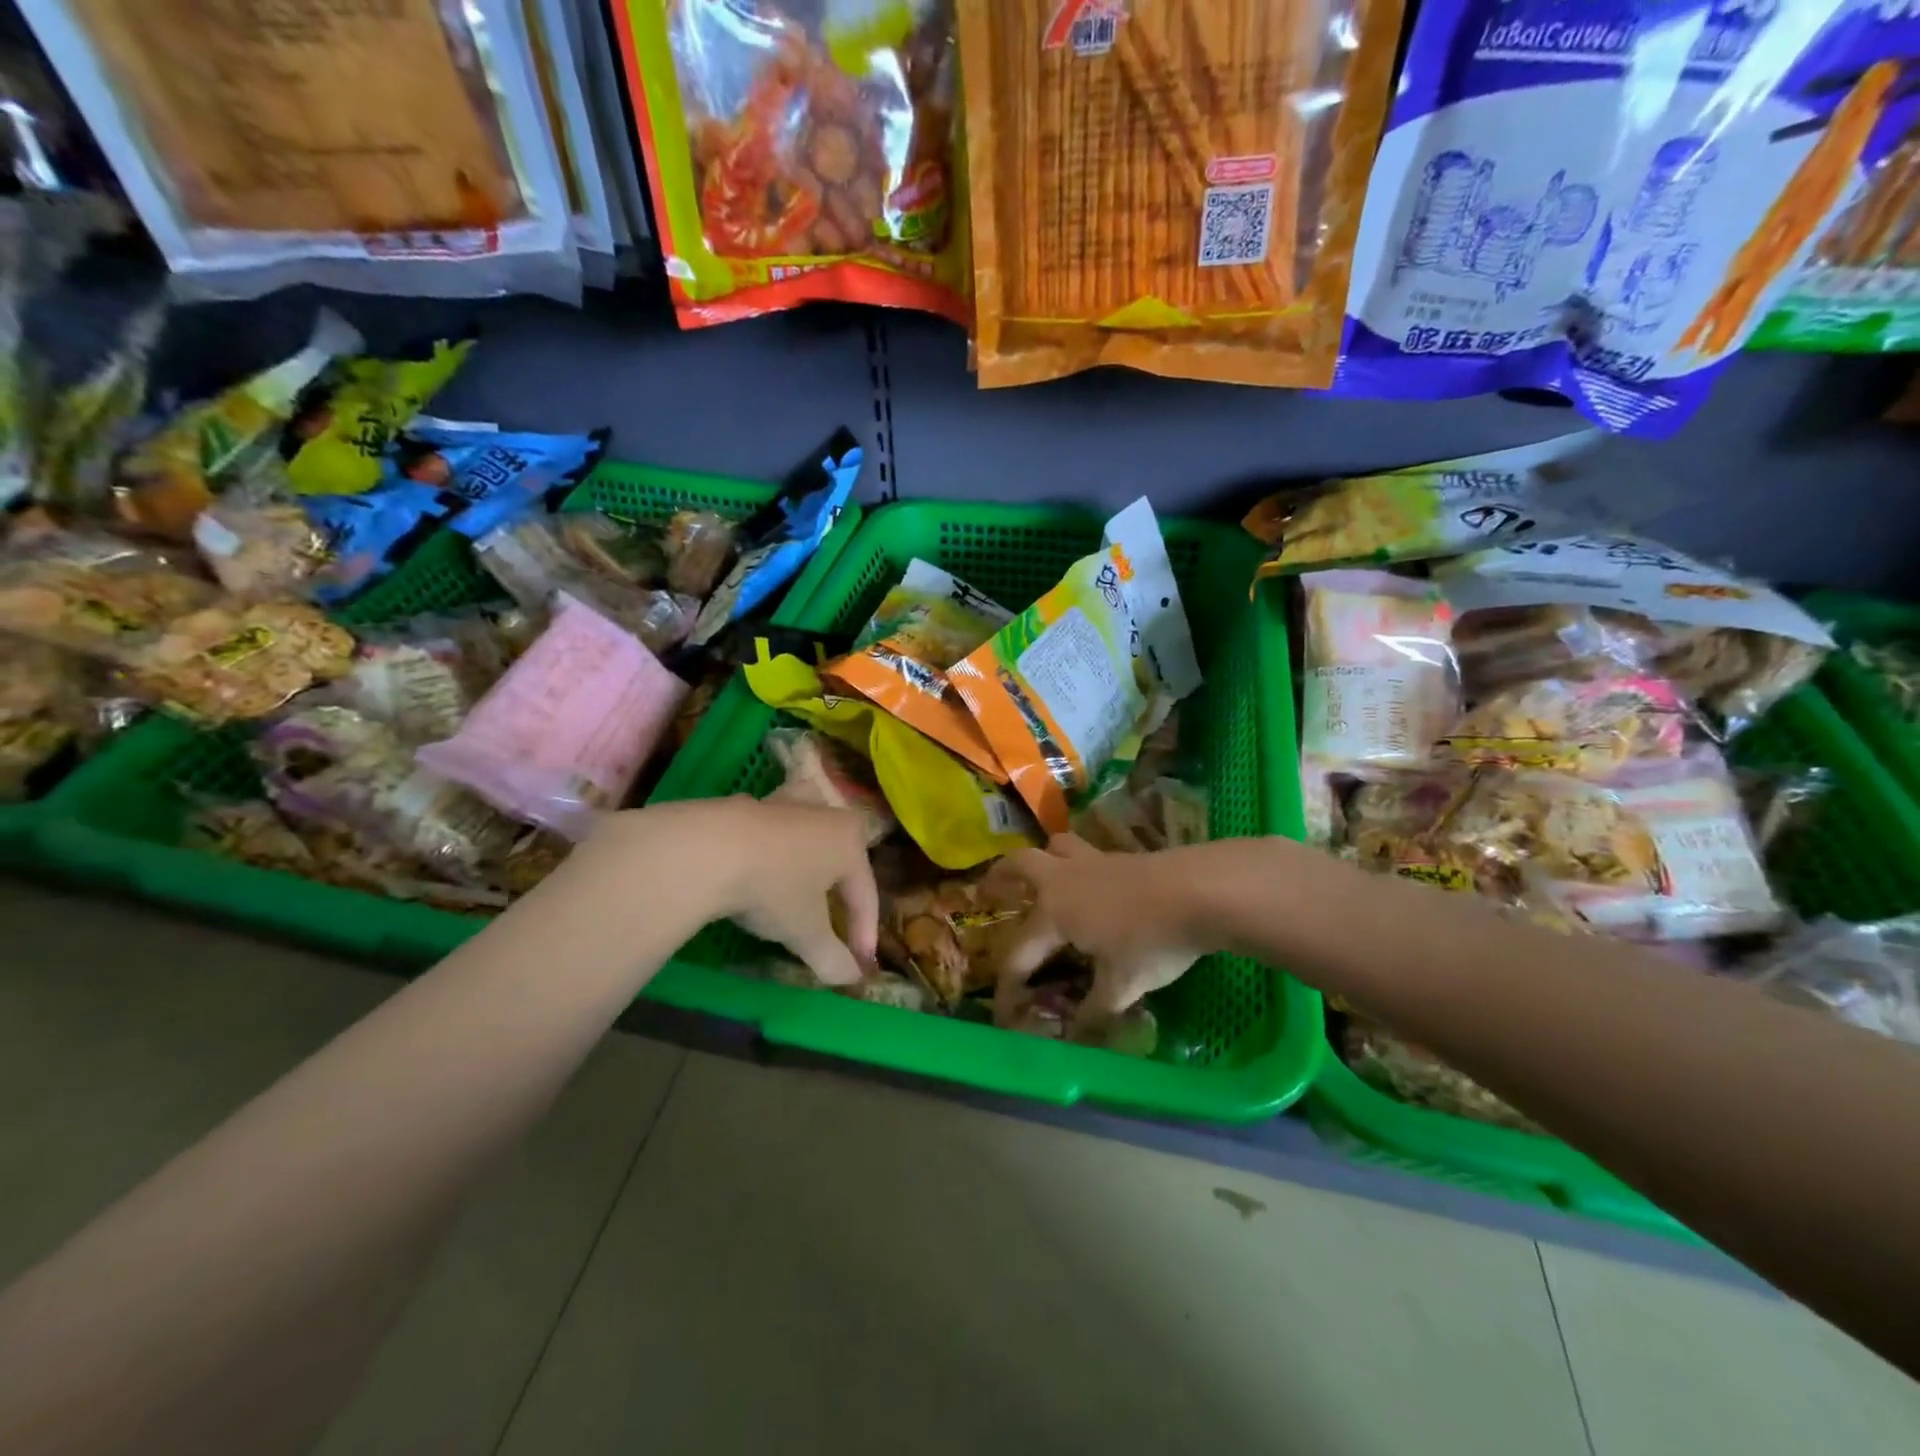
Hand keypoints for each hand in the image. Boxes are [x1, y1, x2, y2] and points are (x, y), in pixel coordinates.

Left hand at [566, 798, 878, 986]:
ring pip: (810, 827)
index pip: (865, 894)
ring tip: (808, 867)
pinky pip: (773, 827)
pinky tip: (760, 860)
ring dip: (812, 849)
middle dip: (843, 887)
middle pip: (842, 855)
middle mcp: (825, 815)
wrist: (708, 850)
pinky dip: (773, 844)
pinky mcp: (748, 803)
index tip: (858, 965)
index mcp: (850, 841)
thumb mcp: (805, 933)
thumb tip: (851, 978)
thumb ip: (832, 957)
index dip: (864, 933)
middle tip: (838, 917)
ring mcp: (785, 804)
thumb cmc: (773, 888)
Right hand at [986, 835, 1208, 1024]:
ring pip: (1057, 848)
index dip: (1008, 987)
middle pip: (1022, 865)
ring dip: (1043, 859)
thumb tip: (1077, 1039)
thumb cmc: (1152, 939)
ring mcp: (1096, 862)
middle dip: (1000, 877)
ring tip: (1043, 876)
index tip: (1004, 1014)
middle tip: (988, 889)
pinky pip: (1088, 853)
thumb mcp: (1123, 985)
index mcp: (1054, 912)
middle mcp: (1065, 880)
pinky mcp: (1124, 857)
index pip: (1019, 953)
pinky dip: (1079, 865)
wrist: (1202, 889)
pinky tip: (1095, 886)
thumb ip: (1096, 1011)